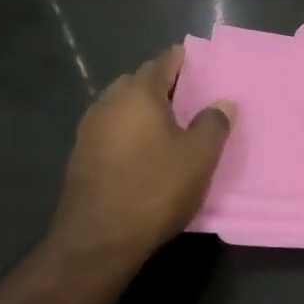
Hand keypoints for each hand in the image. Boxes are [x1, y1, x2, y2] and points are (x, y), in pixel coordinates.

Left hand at [49, 45, 233, 274]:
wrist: (97, 242)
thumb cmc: (154, 189)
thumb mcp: (199, 157)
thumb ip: (214, 123)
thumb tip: (222, 102)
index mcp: (138, 93)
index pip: (163, 61)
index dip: (185, 61)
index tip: (203, 67)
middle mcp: (109, 102)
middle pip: (140, 82)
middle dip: (164, 86)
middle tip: (192, 101)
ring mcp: (89, 130)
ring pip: (123, 107)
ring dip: (145, 112)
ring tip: (171, 129)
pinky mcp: (80, 157)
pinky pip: (112, 131)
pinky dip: (130, 133)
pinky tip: (146, 154)